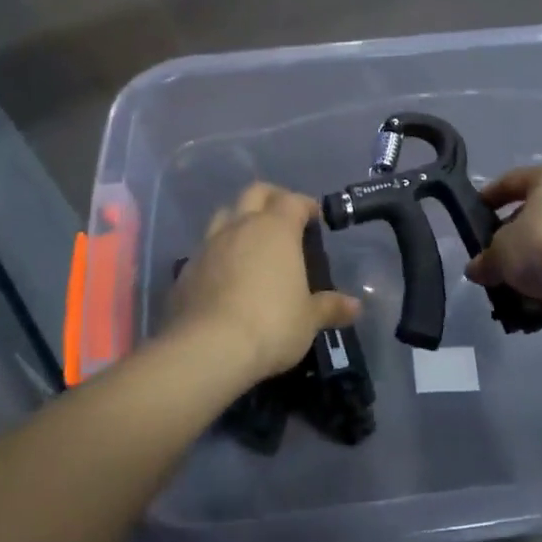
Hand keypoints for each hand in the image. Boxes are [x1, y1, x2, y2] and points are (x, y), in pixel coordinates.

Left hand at [165, 183, 360, 384]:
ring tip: (252, 242)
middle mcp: (240, 227)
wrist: (207, 348)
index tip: (315, 217)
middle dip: (272, 198)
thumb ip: (330, 307)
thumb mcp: (308, 320)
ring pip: (224, 215)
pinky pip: (205, 249)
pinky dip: (218, 253)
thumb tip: (355, 306)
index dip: (306, 205)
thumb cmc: (271, 324)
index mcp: (276, 229)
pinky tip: (225, 275)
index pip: (293, 200)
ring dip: (239, 220)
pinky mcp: (186, 269)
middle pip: (255, 193)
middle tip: (284, 217)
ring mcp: (208, 245)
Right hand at [465, 161, 541, 316]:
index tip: (477, 211)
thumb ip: (486, 258)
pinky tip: (541, 286)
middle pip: (539, 207)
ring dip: (538, 250)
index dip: (491, 196)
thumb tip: (475, 270)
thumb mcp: (500, 252)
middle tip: (498, 249)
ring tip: (518, 275)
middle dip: (516, 229)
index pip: (513, 180)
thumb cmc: (541, 247)